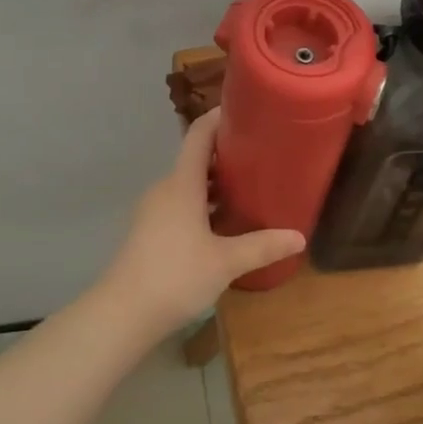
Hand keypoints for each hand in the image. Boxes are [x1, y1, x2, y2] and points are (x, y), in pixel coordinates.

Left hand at [95, 110, 305, 340]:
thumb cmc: (175, 276)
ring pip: (189, 185)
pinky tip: (224, 223)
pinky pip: (181, 204)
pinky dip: (204, 203)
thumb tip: (299, 237)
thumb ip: (262, 246)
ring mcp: (155, 211)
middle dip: (228, 154)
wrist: (122, 314)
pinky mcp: (150, 232)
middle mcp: (166, 189)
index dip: (219, 117)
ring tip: (251, 187)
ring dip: (217, 183)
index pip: (199, 135)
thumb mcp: (226, 262)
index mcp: (182, 184)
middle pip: (196, 159)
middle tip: (263, 155)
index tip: (246, 109)